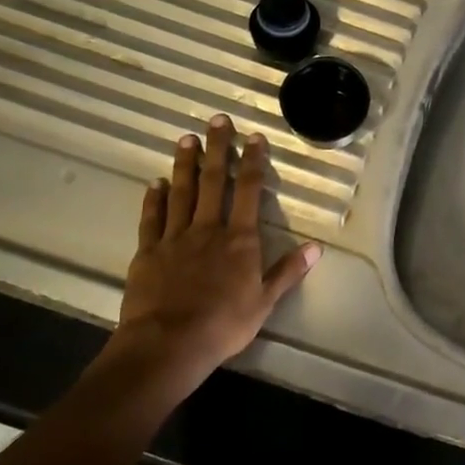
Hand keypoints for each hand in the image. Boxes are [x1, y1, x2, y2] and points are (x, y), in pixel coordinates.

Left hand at [104, 114, 319, 392]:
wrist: (168, 344)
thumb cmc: (223, 325)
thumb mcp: (264, 302)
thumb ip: (287, 271)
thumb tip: (316, 247)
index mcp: (239, 239)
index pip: (247, 191)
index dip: (252, 162)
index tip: (254, 137)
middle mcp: (207, 229)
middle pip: (212, 181)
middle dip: (217, 149)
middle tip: (217, 120)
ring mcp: (175, 238)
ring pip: (181, 193)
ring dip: (184, 165)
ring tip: (186, 139)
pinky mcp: (148, 252)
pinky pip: (152, 219)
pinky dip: (154, 199)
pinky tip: (155, 182)